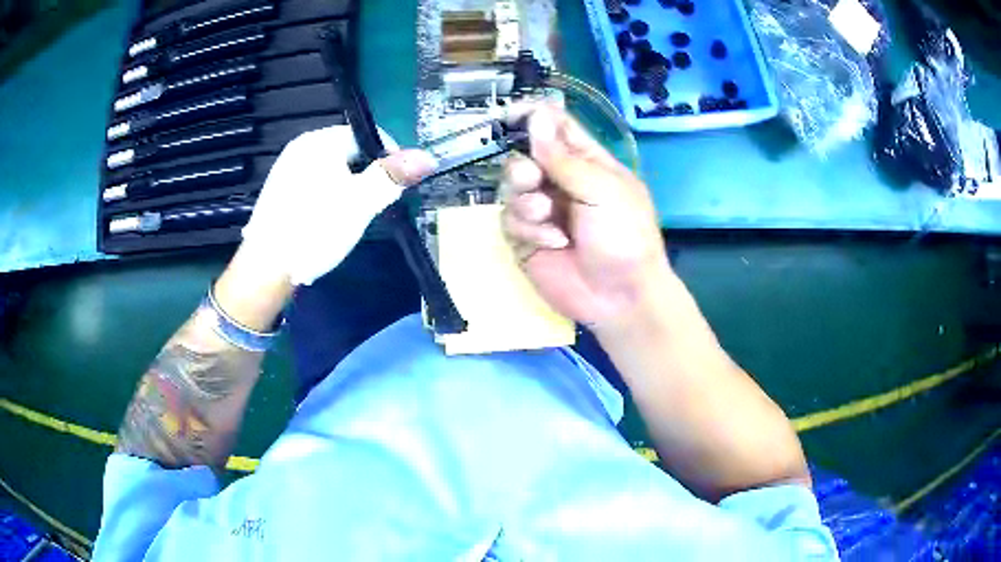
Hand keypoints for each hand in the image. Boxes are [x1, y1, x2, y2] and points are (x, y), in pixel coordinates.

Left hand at [241, 125, 436, 285]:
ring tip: (352, 216)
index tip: (397, 187)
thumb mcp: (360, 203)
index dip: (390, 158)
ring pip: (334, 170)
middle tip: (374, 206)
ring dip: (350, 188)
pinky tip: (328, 220)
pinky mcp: (280, 190)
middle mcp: (301, 147)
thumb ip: (392, 176)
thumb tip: (427, 157)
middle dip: (368, 175)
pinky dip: (330, 196)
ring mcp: (287, 168)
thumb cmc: (314, 230)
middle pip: (350, 152)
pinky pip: (316, 184)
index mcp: (319, 141)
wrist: (266, 269)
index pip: (368, 135)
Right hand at [501, 105, 670, 330]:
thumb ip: (563, 157)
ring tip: (547, 218)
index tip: (509, 115)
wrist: (620, 296)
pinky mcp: (526, 238)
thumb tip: (536, 115)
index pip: (554, 126)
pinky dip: (528, 230)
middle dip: (522, 168)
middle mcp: (559, 181)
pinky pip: (509, 221)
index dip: (532, 116)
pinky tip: (553, 244)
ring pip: (510, 188)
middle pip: (523, 156)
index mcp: (586, 161)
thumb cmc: (625, 236)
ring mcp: (541, 210)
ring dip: (526, 202)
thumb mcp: (602, 191)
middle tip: (532, 180)